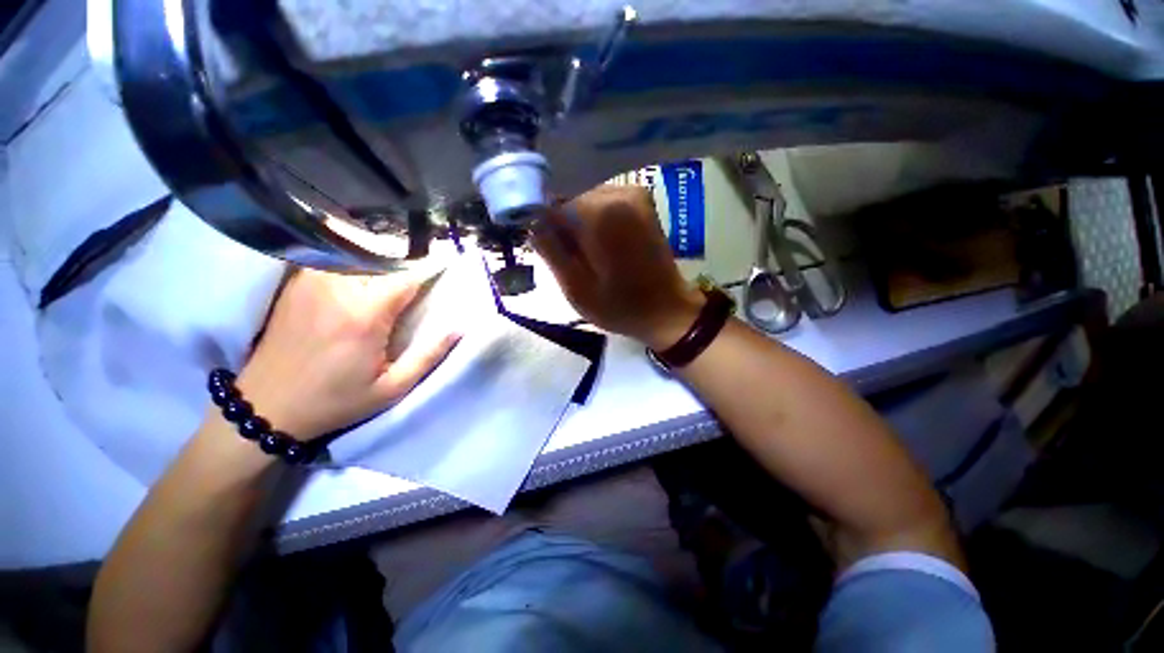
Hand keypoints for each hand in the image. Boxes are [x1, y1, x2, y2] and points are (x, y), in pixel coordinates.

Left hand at [234, 270, 459, 440]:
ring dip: (379, 258)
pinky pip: (332, 260)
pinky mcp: (296, 284)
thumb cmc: (335, 400)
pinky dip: (352, 259)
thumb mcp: (391, 388)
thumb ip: (428, 356)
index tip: (445, 266)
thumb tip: (458, 328)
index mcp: (365, 315)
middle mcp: (337, 290)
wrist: (265, 407)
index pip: (406, 277)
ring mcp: (311, 283)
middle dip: (406, 262)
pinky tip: (361, 271)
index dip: (429, 270)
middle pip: (382, 260)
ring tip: (393, 268)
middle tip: (420, 272)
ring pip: (356, 254)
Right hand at [532, 185, 703, 348]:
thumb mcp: (576, 289)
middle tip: (573, 261)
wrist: (667, 309)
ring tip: (590, 257)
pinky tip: (604, 248)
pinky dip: (596, 223)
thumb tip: (532, 222)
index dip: (546, 231)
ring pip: (585, 202)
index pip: (551, 207)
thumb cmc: (621, 307)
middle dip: (564, 229)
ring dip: (580, 227)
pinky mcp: (641, 200)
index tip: (551, 255)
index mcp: (601, 214)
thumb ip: (550, 251)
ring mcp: (633, 193)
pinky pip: (603, 204)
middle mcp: (618, 193)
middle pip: (570, 201)